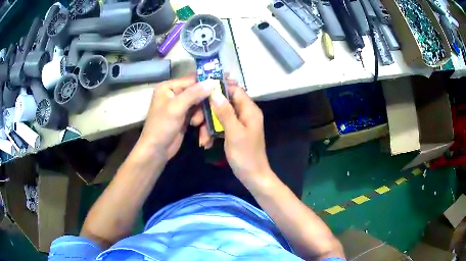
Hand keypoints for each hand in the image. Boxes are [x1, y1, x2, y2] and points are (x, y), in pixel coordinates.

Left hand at [137, 76, 213, 159]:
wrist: (156, 151)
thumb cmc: (162, 127)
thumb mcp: (176, 108)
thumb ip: (194, 94)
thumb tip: (212, 81)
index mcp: (169, 87)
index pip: (192, 80)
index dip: (207, 83)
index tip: (224, 85)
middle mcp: (175, 94)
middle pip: (198, 93)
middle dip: (204, 105)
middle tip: (212, 111)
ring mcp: (181, 107)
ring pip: (200, 106)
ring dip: (202, 117)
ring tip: (196, 125)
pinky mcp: (185, 118)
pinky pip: (199, 116)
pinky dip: (201, 124)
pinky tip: (202, 134)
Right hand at [210, 83, 274, 189]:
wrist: (252, 176)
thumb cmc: (245, 155)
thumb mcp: (234, 133)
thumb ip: (225, 112)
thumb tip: (215, 92)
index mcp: (249, 110)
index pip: (235, 90)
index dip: (220, 87)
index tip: (201, 90)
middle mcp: (245, 113)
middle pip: (224, 102)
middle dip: (209, 111)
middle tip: (195, 120)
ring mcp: (239, 123)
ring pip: (220, 115)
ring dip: (208, 125)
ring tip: (202, 139)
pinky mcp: (234, 132)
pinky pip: (221, 126)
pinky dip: (212, 132)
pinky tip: (206, 143)